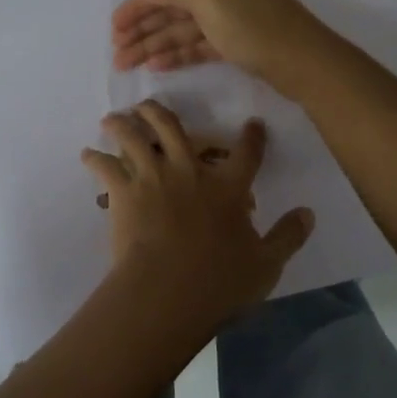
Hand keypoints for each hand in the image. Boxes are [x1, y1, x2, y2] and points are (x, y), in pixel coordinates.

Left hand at [82, 101, 313, 342]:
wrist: (166, 292)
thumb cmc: (219, 282)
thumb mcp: (266, 264)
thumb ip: (288, 236)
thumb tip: (309, 213)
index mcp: (227, 187)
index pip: (246, 153)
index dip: (252, 136)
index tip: (253, 123)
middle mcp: (189, 171)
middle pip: (174, 128)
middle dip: (160, 112)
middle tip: (149, 105)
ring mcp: (153, 177)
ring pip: (134, 137)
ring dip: (123, 124)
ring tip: (113, 119)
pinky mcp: (124, 192)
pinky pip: (105, 167)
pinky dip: (94, 158)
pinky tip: (87, 154)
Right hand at [110, 0, 337, 97]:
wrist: (304, 62)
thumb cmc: (253, 24)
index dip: (138, 5)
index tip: (114, 27)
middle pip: (172, 6)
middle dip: (143, 29)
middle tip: (116, 52)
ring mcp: (230, 13)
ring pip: (183, 28)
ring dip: (154, 45)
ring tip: (126, 64)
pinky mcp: (236, 40)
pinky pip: (198, 44)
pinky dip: (177, 54)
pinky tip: (156, 66)